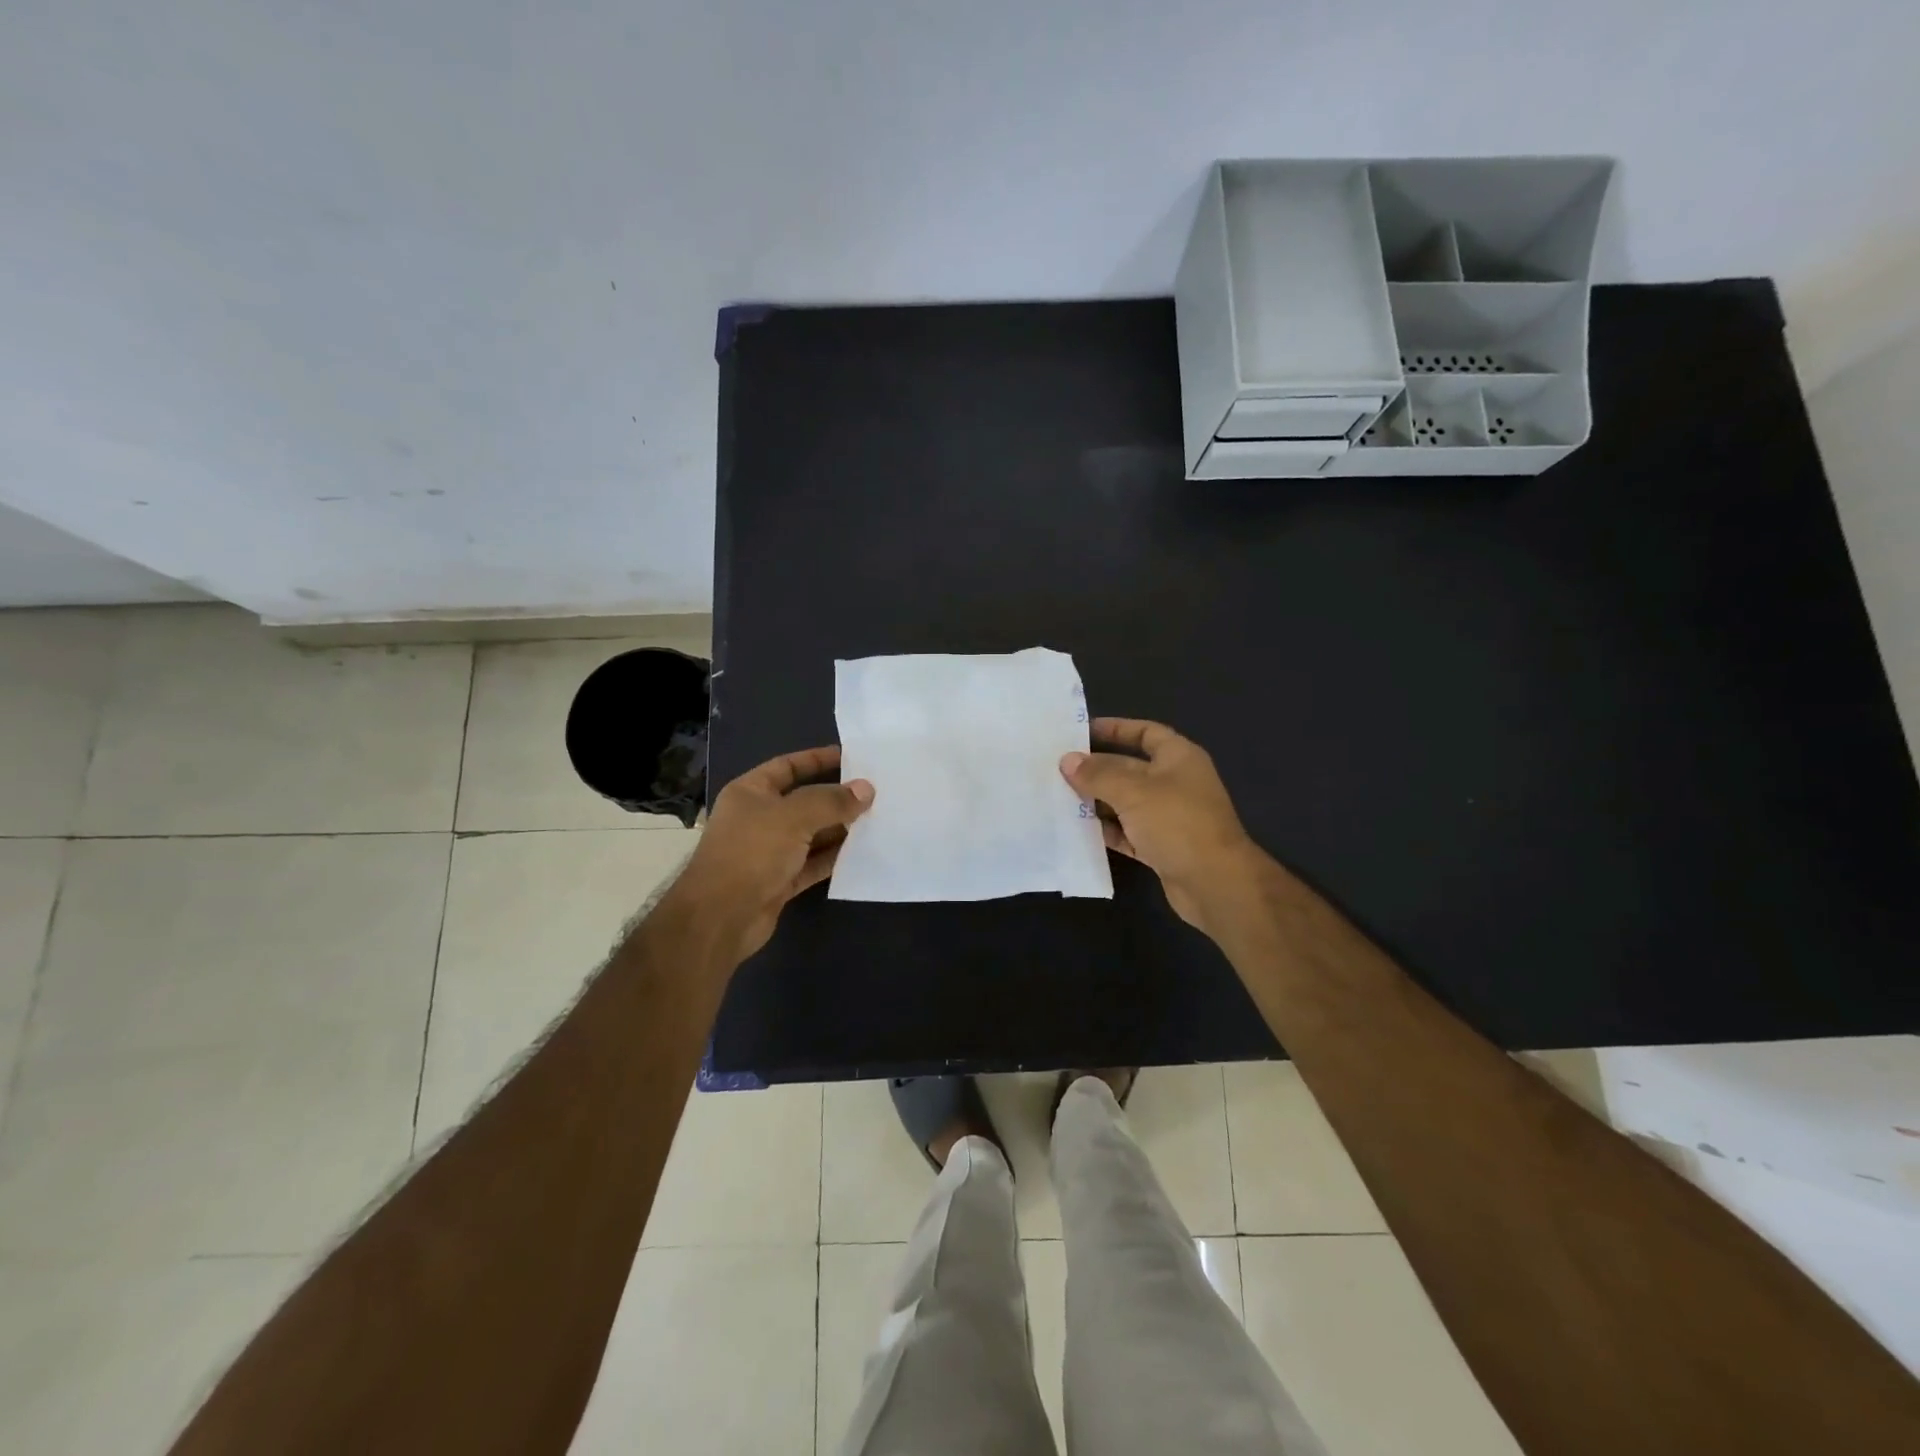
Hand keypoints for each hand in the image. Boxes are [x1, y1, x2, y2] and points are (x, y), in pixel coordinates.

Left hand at [674, 745, 872, 964]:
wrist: (720, 917)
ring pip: (811, 834)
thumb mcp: (794, 817)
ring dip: (839, 829)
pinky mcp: (779, 881)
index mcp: (750, 793)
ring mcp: (769, 852)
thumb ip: (831, 801)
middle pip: (804, 801)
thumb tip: (866, 790)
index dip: (817, 759)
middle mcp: (758, 819)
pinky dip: (834, 858)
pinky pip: (812, 863)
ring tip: (877, 820)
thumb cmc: (751, 852)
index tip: (851, 758)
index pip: (788, 766)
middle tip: (874, 792)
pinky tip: (862, 853)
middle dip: (836, 798)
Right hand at [1060, 718, 1261, 930]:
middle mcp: (1175, 783)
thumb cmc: (1177, 823)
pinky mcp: (1161, 847)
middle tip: (1058, 768)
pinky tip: (1077, 829)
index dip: (1115, 729)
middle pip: (1130, 768)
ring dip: (1097, 801)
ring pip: (1126, 802)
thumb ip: (1097, 775)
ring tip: (1059, 797)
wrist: (1214, 883)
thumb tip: (1067, 761)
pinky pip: (1128, 832)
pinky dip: (1107, 830)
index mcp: (1178, 758)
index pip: (1145, 732)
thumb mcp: (1133, 791)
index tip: (1081, 732)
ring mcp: (1169, 817)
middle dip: (1097, 769)